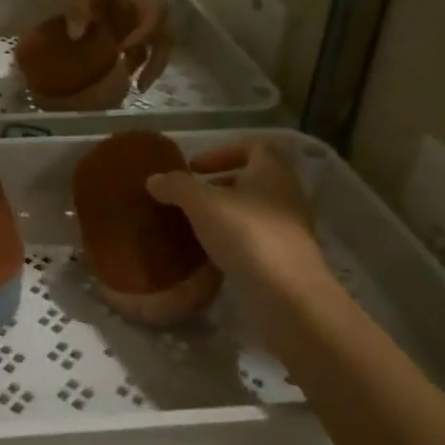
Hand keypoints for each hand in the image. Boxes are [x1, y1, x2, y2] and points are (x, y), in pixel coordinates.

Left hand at [59, 0, 171, 87]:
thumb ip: (76, 4)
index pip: (152, 14)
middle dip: (157, 60)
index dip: (143, 33)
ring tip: (136, 87)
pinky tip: (119, 76)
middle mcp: (141, 8)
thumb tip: (77, 35)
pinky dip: (132, 63)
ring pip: (153, 44)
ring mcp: (135, 18)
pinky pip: (137, 48)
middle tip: (143, 85)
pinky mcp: (125, 27)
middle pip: (163, 34)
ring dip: (148, 66)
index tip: (123, 48)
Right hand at [145, 140, 326, 298]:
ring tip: (198, 224)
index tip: (195, 167)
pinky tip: (213, 252)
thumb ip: (176, 186)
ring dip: (228, 212)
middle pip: (255, 178)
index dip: (223, 151)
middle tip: (193, 196)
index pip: (254, 147)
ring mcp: (291, 229)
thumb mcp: (202, 204)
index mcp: (273, 171)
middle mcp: (288, 194)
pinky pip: (258, 238)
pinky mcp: (288, 259)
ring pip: (256, 209)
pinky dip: (236, 238)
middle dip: (222, 183)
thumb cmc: (247, 235)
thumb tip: (153, 179)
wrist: (289, 297)